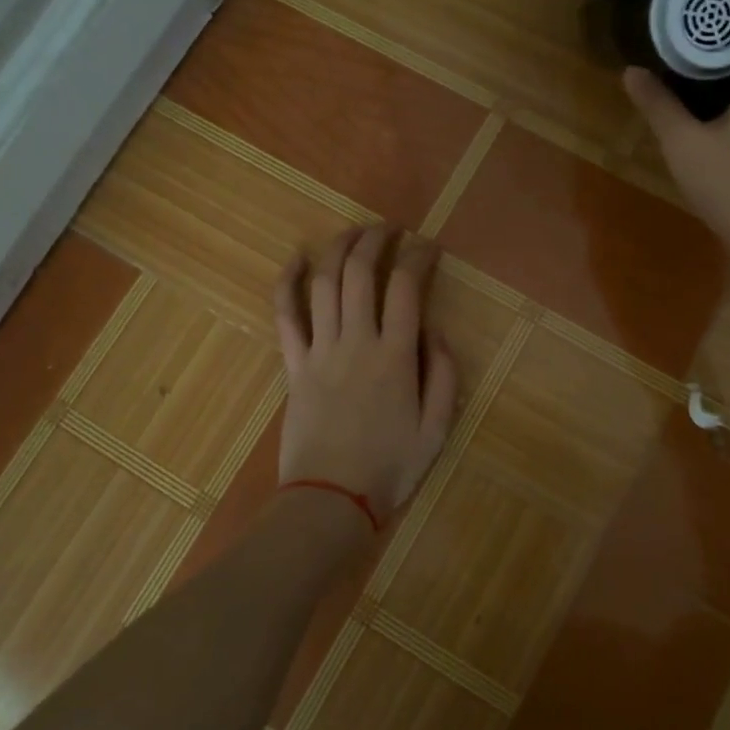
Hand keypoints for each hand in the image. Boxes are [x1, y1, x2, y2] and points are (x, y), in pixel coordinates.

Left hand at [273, 225, 458, 521]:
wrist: (330, 500)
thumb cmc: (389, 468)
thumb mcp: (437, 429)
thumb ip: (444, 376)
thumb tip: (436, 332)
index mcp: (396, 356)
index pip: (407, 287)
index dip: (419, 257)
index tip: (428, 245)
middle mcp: (357, 342)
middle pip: (361, 273)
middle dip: (376, 240)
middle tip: (389, 229)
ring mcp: (320, 350)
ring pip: (325, 284)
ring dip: (339, 249)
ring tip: (354, 233)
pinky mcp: (294, 365)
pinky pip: (285, 315)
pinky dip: (288, 282)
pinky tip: (296, 258)